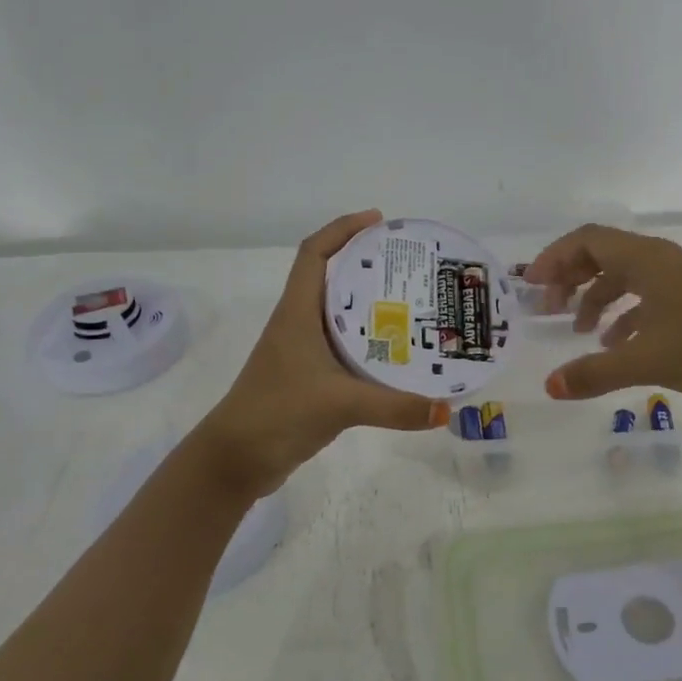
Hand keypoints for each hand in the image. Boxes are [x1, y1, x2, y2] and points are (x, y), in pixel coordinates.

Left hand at [191, 210, 450, 495]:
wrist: (236, 460)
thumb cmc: (277, 413)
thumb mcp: (339, 404)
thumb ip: (394, 406)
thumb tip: (445, 408)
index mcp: (297, 313)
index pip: (314, 254)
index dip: (343, 229)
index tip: (379, 220)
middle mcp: (299, 324)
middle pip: (331, 278)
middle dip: (367, 263)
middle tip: (410, 265)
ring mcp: (302, 352)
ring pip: (339, 314)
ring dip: (369, 303)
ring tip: (413, 301)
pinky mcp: (310, 377)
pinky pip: (344, 346)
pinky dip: (369, 341)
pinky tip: (397, 352)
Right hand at [525, 224, 681, 401]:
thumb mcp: (646, 361)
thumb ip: (594, 373)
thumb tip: (549, 386)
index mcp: (646, 260)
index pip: (587, 240)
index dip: (554, 258)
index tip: (530, 285)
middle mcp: (659, 260)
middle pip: (602, 254)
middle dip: (570, 278)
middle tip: (548, 308)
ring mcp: (678, 279)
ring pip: (623, 276)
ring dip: (595, 297)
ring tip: (578, 331)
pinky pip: (644, 296)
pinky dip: (622, 314)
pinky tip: (616, 345)